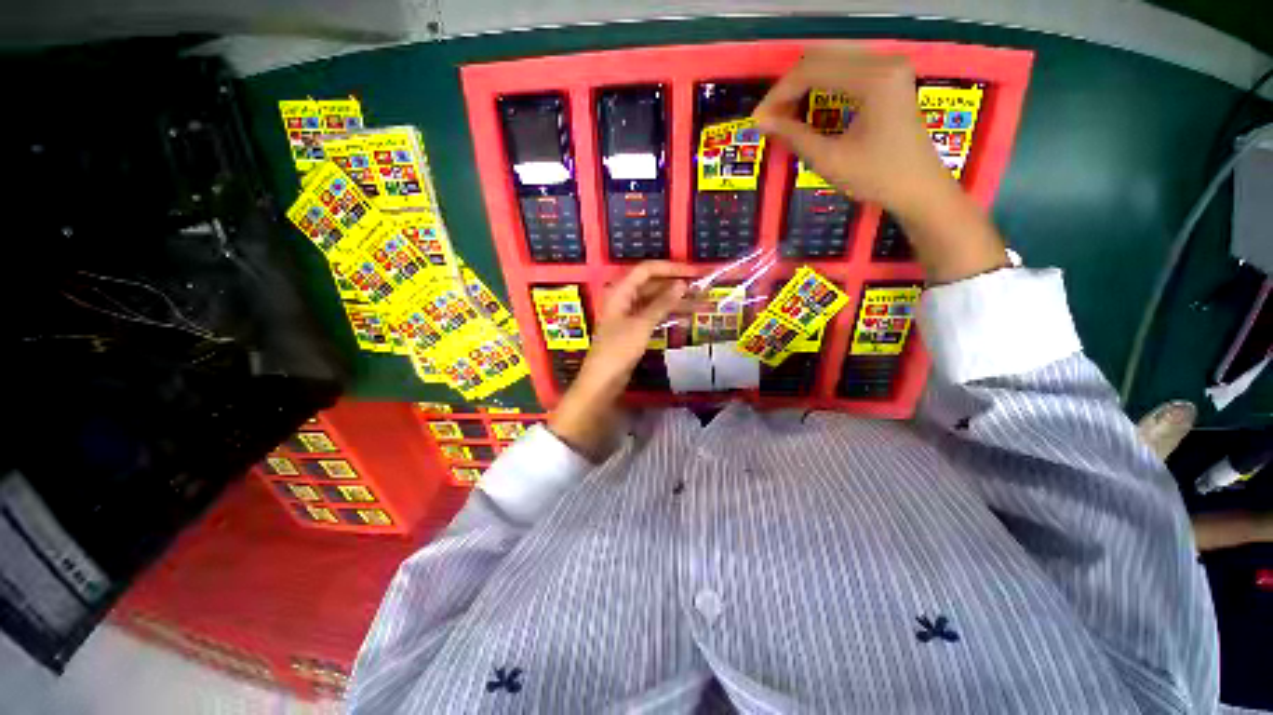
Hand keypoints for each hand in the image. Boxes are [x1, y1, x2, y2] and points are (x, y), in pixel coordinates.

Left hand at [549, 261, 694, 459]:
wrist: (603, 381)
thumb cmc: (619, 350)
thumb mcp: (642, 324)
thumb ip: (662, 303)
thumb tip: (682, 284)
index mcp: (620, 292)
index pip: (647, 270)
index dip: (671, 268)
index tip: (694, 273)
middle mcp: (623, 299)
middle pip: (652, 285)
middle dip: (676, 285)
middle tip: (701, 289)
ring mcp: (628, 315)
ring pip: (654, 301)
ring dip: (675, 301)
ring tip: (700, 303)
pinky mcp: (633, 330)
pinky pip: (652, 316)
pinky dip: (667, 315)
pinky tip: (685, 317)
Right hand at [755, 46, 1007, 283]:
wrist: (919, 187)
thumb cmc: (877, 178)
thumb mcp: (830, 160)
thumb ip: (794, 136)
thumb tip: (762, 123)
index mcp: (874, 78)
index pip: (814, 69)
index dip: (780, 93)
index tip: (759, 119)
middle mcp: (884, 60)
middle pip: (822, 56)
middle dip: (789, 86)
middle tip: (769, 117)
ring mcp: (889, 65)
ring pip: (832, 58)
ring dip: (803, 83)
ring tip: (783, 113)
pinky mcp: (889, 75)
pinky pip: (845, 67)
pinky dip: (820, 83)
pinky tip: (806, 104)